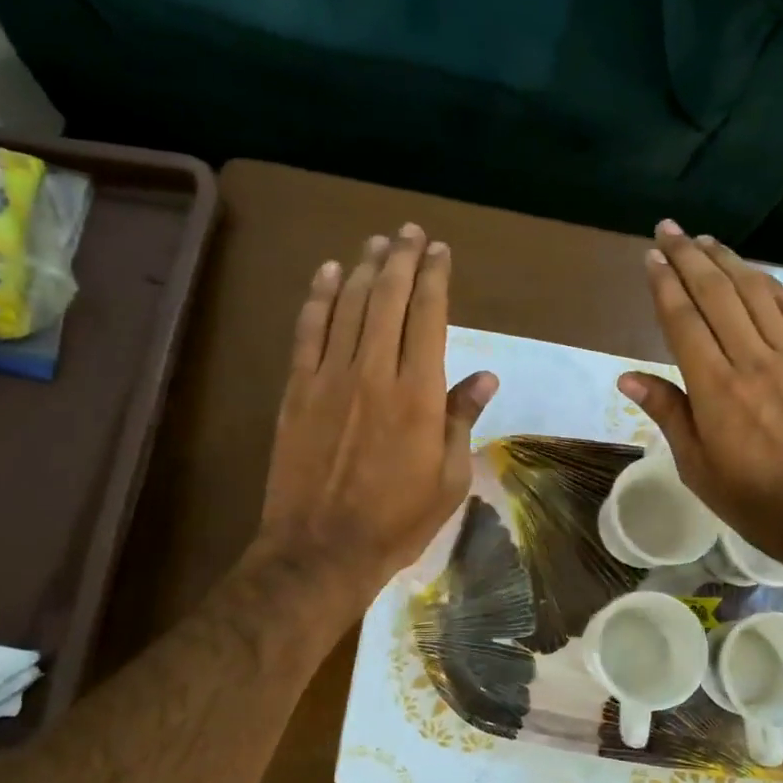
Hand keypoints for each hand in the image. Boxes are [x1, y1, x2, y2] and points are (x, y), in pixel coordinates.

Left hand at [257, 223, 496, 601]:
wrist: (320, 550)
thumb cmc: (396, 521)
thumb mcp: (448, 478)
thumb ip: (462, 419)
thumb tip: (485, 376)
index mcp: (419, 394)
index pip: (428, 316)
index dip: (434, 277)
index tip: (440, 251)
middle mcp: (374, 372)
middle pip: (387, 298)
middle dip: (400, 259)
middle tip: (409, 232)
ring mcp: (329, 378)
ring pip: (347, 306)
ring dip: (361, 268)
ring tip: (375, 243)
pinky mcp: (297, 390)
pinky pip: (308, 331)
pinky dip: (317, 297)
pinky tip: (326, 272)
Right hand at [617, 220, 782, 584]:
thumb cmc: (757, 501)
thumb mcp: (698, 467)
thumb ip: (668, 414)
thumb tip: (628, 378)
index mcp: (716, 389)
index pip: (683, 321)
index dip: (665, 285)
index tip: (652, 257)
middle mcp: (752, 360)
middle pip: (717, 294)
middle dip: (689, 257)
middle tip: (669, 229)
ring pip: (756, 294)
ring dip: (729, 261)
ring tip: (706, 240)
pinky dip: (770, 286)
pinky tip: (756, 273)